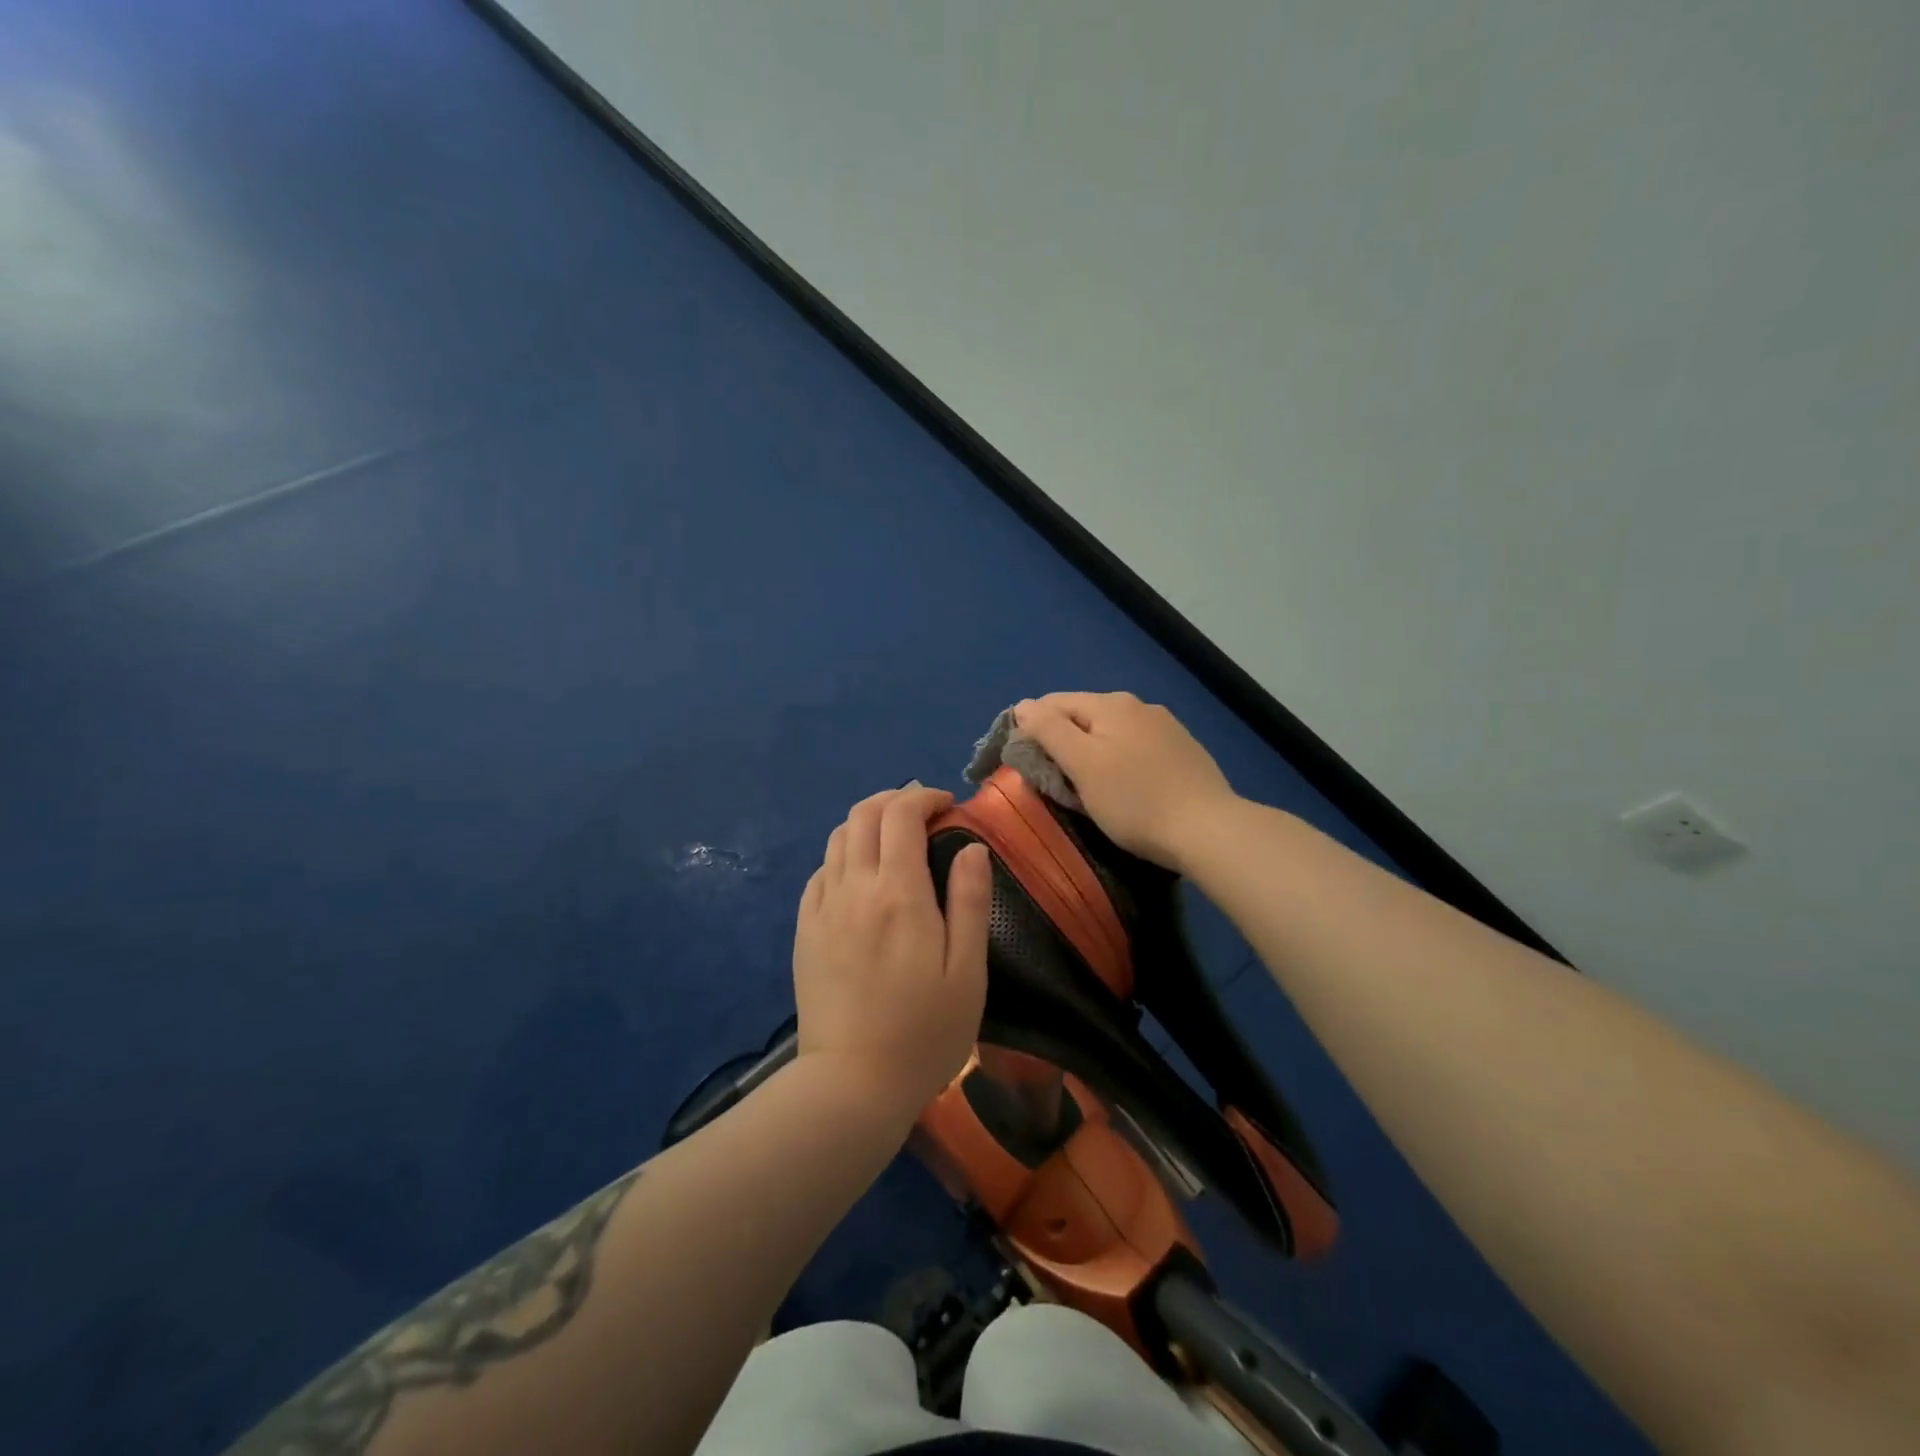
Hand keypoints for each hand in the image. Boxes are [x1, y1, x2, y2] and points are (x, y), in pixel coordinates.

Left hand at [793, 786, 992, 1116]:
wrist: (851, 1084)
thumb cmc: (924, 1032)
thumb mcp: (967, 972)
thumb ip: (969, 902)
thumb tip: (973, 847)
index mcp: (899, 893)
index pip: (901, 814)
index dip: (923, 797)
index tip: (947, 807)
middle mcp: (854, 887)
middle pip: (863, 814)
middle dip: (894, 799)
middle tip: (922, 812)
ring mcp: (823, 907)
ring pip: (838, 838)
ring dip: (867, 823)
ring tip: (894, 838)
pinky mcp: (805, 929)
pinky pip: (821, 871)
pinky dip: (844, 855)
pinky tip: (861, 876)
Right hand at [1013, 692, 1238, 872]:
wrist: (1207, 829)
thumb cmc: (1134, 799)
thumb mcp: (1081, 764)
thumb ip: (1049, 730)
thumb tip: (1023, 705)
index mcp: (1111, 704)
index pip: (1054, 703)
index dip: (1030, 727)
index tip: (1021, 762)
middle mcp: (1140, 706)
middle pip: (1084, 716)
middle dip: (1063, 741)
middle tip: (1053, 780)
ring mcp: (1166, 728)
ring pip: (1112, 733)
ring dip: (1092, 752)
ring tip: (1086, 786)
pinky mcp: (1184, 752)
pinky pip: (1137, 749)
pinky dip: (1120, 761)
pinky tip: (1125, 787)